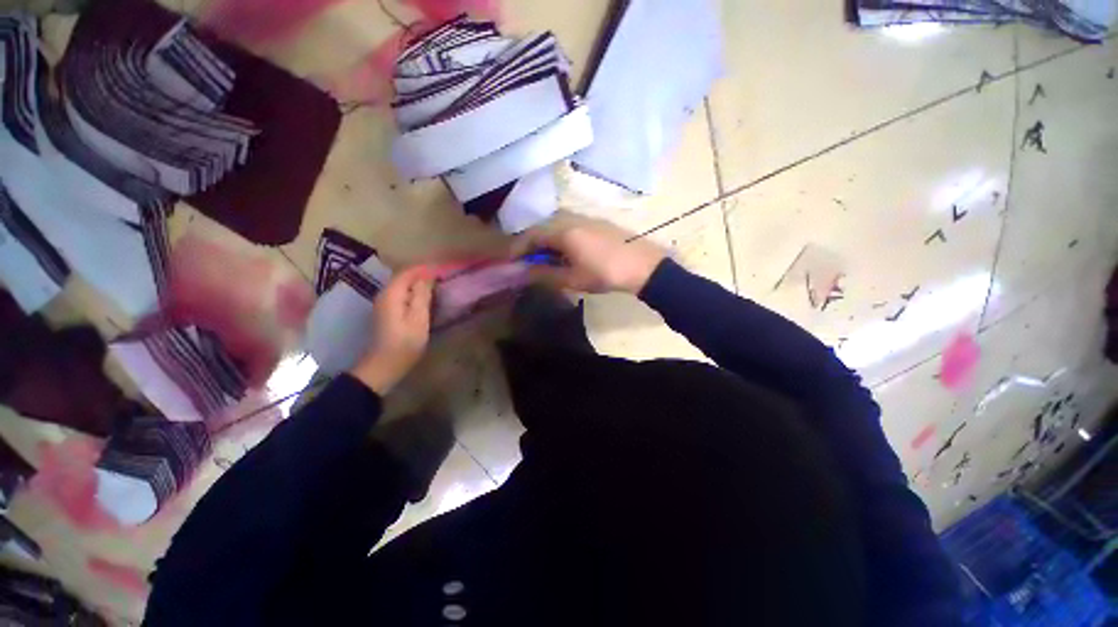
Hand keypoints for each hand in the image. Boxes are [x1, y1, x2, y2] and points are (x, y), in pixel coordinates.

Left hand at [350, 266, 433, 394]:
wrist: (383, 366)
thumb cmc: (404, 343)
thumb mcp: (418, 318)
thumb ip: (422, 295)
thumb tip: (427, 276)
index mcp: (392, 294)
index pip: (408, 272)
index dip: (425, 269)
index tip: (443, 269)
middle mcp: (384, 295)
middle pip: (404, 277)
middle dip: (423, 275)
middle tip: (443, 278)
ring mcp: (384, 305)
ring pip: (403, 286)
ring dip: (419, 284)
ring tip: (437, 287)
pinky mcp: (387, 313)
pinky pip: (402, 295)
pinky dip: (414, 293)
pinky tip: (426, 299)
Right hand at [513, 213, 666, 293]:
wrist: (643, 265)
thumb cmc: (605, 273)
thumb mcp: (572, 279)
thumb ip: (545, 274)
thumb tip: (523, 273)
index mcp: (563, 231)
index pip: (531, 235)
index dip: (517, 248)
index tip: (509, 261)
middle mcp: (571, 219)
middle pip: (542, 229)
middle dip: (530, 246)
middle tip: (525, 263)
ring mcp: (585, 219)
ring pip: (556, 228)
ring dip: (545, 243)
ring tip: (543, 261)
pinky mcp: (596, 223)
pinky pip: (569, 228)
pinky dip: (559, 241)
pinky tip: (563, 254)